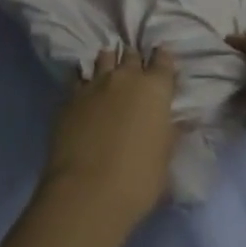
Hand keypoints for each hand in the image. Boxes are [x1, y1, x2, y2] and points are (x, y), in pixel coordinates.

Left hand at [40, 47, 180, 233]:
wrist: (87, 192)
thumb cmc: (137, 179)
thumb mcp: (164, 158)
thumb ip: (169, 132)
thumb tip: (176, 121)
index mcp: (155, 89)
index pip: (163, 60)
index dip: (163, 59)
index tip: (162, 63)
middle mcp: (125, 77)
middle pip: (132, 54)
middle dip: (135, 60)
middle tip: (135, 72)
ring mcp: (95, 84)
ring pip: (104, 58)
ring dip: (109, 62)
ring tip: (109, 73)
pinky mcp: (70, 97)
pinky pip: (79, 78)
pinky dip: (85, 80)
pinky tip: (85, 90)